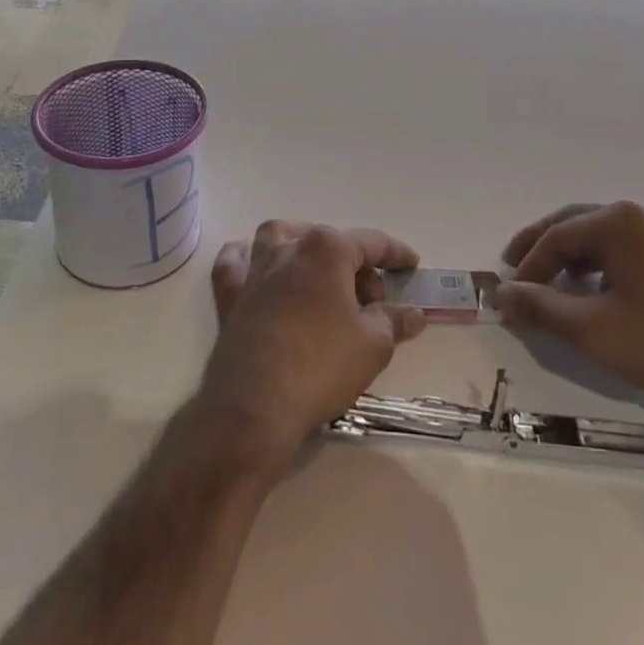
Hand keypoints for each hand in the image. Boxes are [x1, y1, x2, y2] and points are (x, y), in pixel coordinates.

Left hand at [200, 221, 427, 470]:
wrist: (254, 405)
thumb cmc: (321, 366)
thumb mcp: (373, 346)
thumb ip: (394, 321)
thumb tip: (413, 312)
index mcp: (327, 250)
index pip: (371, 242)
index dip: (396, 254)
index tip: (411, 265)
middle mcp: (288, 248)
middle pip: (330, 243)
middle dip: (356, 267)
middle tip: (372, 304)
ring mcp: (255, 270)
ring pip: (280, 239)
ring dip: (303, 248)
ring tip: (321, 276)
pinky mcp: (230, 295)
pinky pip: (235, 264)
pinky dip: (248, 260)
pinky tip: (259, 271)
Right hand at [494, 202, 643, 402]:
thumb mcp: (590, 328)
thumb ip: (540, 306)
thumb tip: (500, 295)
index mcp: (618, 221)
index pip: (556, 237)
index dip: (528, 266)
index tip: (508, 295)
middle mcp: (639, 213)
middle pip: (574, 223)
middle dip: (541, 246)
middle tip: (512, 266)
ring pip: (598, 232)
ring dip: (568, 253)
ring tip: (546, 278)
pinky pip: (622, 243)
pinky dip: (596, 259)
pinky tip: (588, 283)